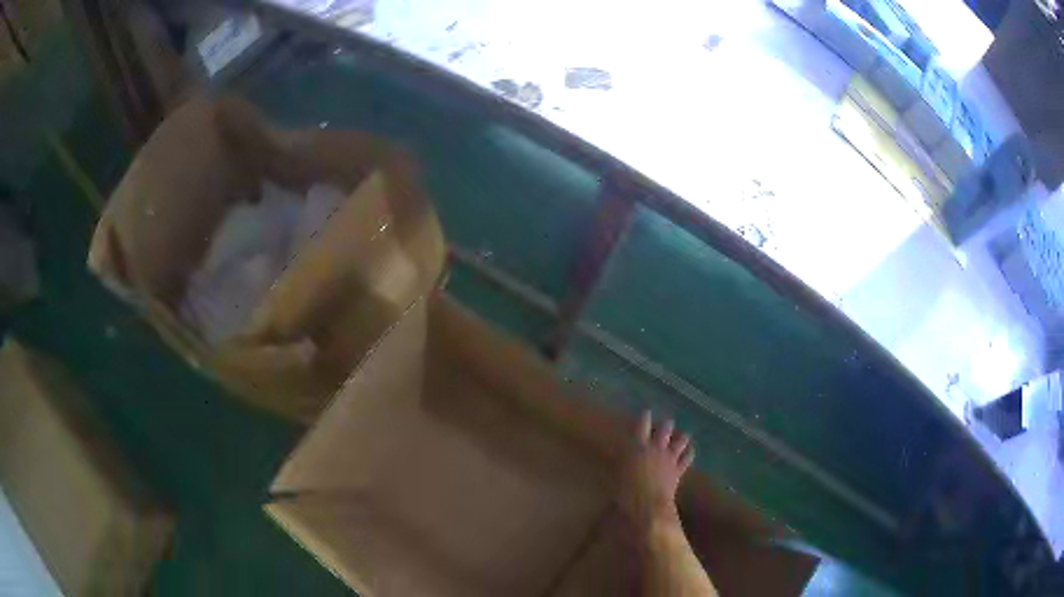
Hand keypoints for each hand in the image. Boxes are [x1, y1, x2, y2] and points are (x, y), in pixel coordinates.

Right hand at [617, 410, 695, 529]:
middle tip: (666, 423)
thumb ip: (619, 466)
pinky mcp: (678, 470)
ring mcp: (669, 458)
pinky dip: (689, 452)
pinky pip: (687, 457)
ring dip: (681, 436)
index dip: (644, 417)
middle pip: (665, 428)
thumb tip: (617, 464)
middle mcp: (655, 448)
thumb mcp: (616, 477)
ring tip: (682, 435)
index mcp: (637, 447)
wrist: (647, 505)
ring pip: (680, 440)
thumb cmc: (624, 492)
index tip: (646, 411)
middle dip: (666, 425)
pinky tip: (690, 450)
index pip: (641, 425)